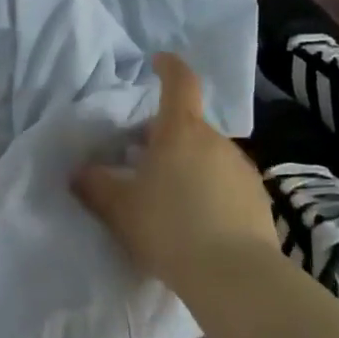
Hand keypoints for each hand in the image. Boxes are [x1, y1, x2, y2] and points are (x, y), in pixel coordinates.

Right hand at [73, 53, 278, 285]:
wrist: (233, 276)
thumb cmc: (168, 228)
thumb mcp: (118, 208)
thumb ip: (94, 185)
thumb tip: (79, 172)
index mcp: (181, 132)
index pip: (180, 82)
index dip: (169, 67)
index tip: (158, 61)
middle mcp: (216, 142)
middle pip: (188, 126)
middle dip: (164, 136)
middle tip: (139, 160)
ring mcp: (242, 170)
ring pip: (207, 156)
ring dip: (186, 165)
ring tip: (166, 197)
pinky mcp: (258, 200)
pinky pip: (224, 183)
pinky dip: (207, 191)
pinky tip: (194, 222)